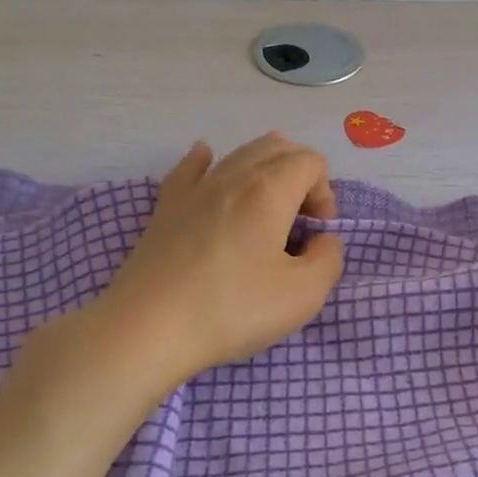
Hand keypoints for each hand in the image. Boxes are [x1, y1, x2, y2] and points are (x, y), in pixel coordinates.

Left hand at [46, 133, 344, 390]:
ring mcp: (193, 189)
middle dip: (300, 176)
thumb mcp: (303, 295)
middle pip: (277, 147)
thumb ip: (329, 258)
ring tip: (269, 207)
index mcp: (269, 190)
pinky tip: (207, 160)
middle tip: (298, 224)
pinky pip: (190, 167)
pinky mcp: (165, 208)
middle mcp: (232, 176)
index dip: (326, 193)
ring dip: (264, 170)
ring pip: (238, 153)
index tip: (315, 235)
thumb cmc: (232, 310)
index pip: (311, 162)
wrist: (148, 328)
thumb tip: (322, 240)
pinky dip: (207, 160)